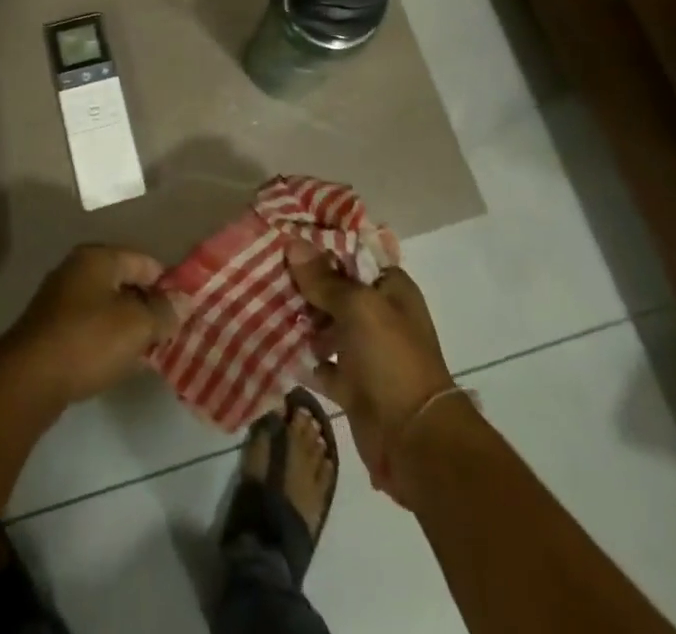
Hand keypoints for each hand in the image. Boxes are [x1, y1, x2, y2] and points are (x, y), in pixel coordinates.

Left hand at [0, 245, 180, 407]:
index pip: (144, 261)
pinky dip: (107, 339)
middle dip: (147, 306)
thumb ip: (163, 312)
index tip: (184, 311)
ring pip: (107, 306)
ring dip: (128, 326)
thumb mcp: (137, 326)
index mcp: (98, 257)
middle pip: (124, 282)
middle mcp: (77, 269)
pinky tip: (119, 362)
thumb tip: (180, 303)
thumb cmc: (88, 341)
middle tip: (168, 333)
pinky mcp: (50, 328)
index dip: (167, 284)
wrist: (28, 379)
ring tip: (148, 351)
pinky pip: (89, 326)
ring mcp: (60, 299)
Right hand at [288, 241, 456, 499]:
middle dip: (303, 281)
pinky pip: (320, 362)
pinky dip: (301, 355)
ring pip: (325, 324)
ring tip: (261, 299)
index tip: (285, 234)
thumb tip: (293, 243)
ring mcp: (365, 350)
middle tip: (264, 266)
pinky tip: (272, 341)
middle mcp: (378, 314)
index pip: (352, 253)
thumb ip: (324, 278)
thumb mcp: (358, 307)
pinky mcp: (351, 383)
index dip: (321, 244)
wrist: (414, 442)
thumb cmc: (391, 359)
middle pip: (334, 288)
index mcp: (391, 288)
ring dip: (299, 316)